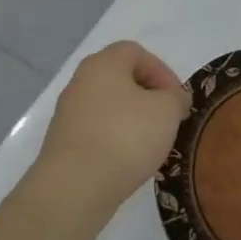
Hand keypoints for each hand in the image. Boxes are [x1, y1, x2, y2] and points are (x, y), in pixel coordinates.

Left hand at [28, 41, 190, 231]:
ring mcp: (68, 113)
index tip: (177, 99)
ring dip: (132, 120)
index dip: (162, 71)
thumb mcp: (167, 111)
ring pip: (108, 107)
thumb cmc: (125, 136)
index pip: (136, 52)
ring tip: (151, 144)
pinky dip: (115, 139)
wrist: (74, 187)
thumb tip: (173, 98)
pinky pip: (97, 131)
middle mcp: (80, 82)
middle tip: (167, 119)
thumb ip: (176, 98)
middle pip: (120, 79)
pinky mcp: (63, 143)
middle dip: (148, 96)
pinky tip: (129, 161)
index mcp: (103, 63)